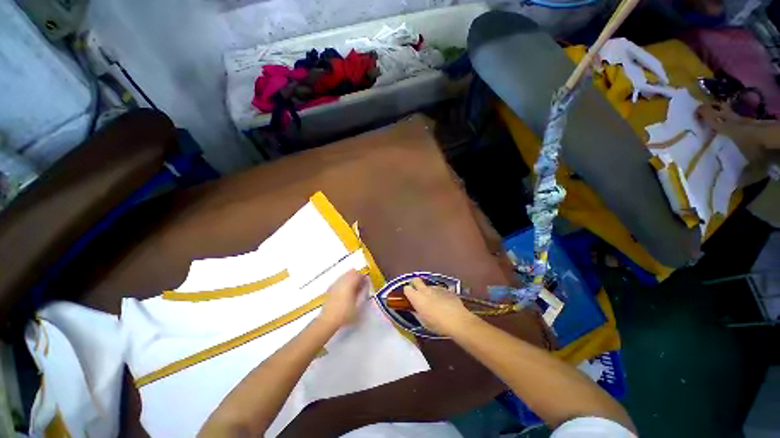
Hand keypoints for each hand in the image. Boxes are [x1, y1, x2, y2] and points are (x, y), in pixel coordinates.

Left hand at [319, 269, 367, 328]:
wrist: (328, 320)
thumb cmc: (345, 314)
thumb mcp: (358, 305)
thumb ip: (362, 293)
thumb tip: (364, 285)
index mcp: (349, 283)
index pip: (359, 275)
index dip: (364, 278)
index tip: (366, 284)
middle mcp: (342, 281)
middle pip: (351, 272)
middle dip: (357, 276)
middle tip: (360, 286)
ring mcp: (335, 284)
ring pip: (345, 275)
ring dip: (350, 279)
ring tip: (353, 289)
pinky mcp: (330, 288)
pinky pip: (339, 280)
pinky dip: (344, 282)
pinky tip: (345, 292)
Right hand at [402, 277, 475, 336]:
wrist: (458, 320)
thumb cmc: (437, 324)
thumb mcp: (424, 322)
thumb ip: (417, 313)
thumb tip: (414, 310)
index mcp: (417, 298)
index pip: (407, 288)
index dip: (408, 292)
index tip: (409, 297)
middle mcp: (425, 290)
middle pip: (416, 280)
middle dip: (415, 284)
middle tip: (418, 293)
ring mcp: (436, 288)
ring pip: (428, 285)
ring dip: (429, 291)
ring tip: (434, 301)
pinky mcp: (446, 289)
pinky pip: (439, 289)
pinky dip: (439, 294)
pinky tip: (444, 303)